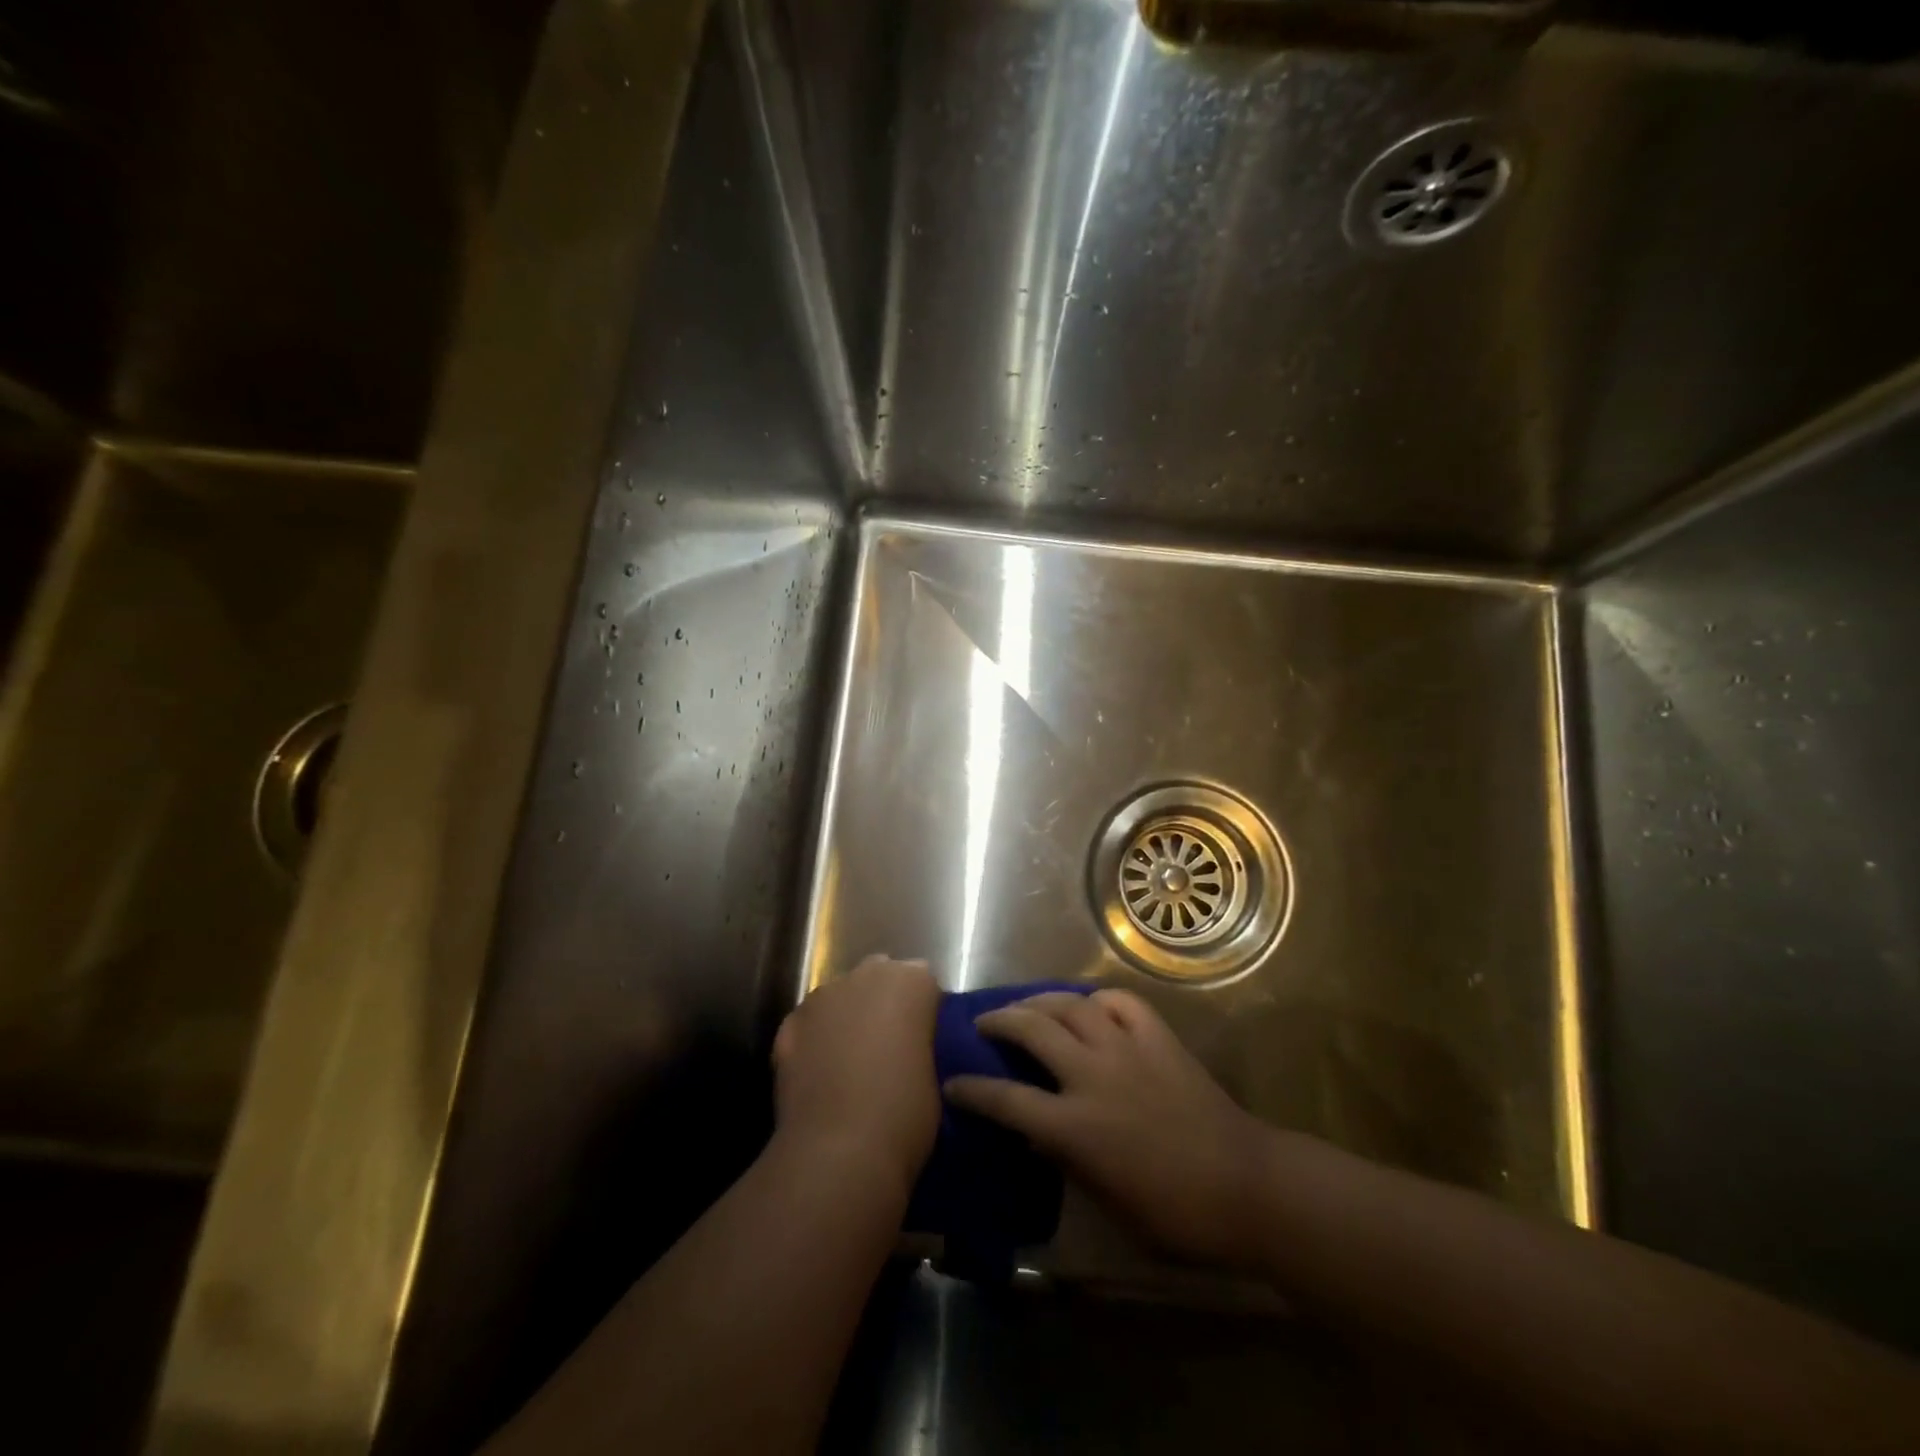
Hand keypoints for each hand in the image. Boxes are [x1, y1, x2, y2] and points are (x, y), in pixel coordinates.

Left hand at [772, 956, 941, 1196]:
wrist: (838, 1150)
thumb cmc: (904, 1114)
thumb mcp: (935, 1073)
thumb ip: (921, 1042)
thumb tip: (909, 1047)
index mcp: (911, 982)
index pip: (923, 982)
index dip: (922, 1010)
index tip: (923, 1040)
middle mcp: (867, 974)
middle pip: (878, 976)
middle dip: (883, 1002)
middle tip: (888, 1046)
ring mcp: (823, 996)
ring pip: (841, 997)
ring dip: (847, 1018)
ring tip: (850, 1063)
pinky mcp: (790, 1022)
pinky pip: (811, 1024)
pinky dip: (816, 1040)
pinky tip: (820, 1075)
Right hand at [944, 989, 1268, 1265]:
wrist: (1246, 1186)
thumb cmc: (1175, 1214)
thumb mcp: (1107, 1202)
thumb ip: (1065, 1160)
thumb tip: (1034, 1133)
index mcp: (1076, 1127)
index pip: (1006, 1101)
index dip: (972, 1091)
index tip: (952, 1084)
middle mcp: (1093, 1075)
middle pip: (1032, 1030)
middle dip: (999, 1021)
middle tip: (985, 1023)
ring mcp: (1127, 1049)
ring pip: (1071, 1005)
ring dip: (1041, 1001)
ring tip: (1028, 1006)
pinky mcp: (1158, 1037)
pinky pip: (1120, 1002)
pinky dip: (1098, 1000)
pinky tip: (1090, 1007)